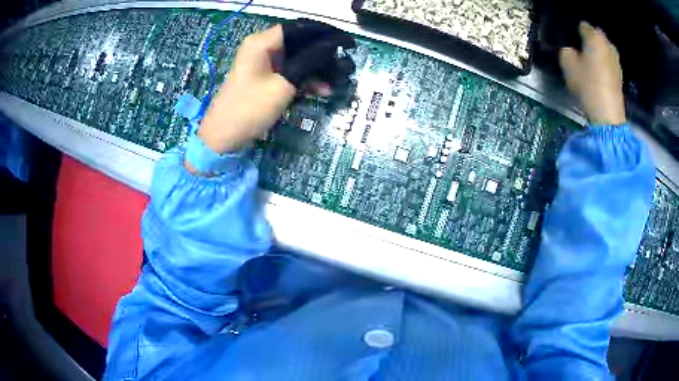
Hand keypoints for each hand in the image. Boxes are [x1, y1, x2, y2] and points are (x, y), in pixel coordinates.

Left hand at [197, 22, 355, 154]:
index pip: (298, 28)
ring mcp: (263, 64)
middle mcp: (262, 48)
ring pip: (296, 59)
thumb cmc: (250, 108)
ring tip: (336, 82)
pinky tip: (321, 90)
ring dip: (315, 70)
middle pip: (298, 43)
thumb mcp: (283, 85)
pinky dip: (303, 80)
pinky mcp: (264, 78)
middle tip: (343, 65)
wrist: (223, 138)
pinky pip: (289, 72)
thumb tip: (332, 47)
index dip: (323, 34)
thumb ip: (308, 63)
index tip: (344, 44)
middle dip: (321, 55)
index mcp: (262, 42)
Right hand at [559, 22, 625, 125]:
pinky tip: (599, 73)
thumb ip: (566, 51)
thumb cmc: (588, 84)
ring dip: (598, 52)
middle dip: (589, 40)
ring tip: (590, 62)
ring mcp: (616, 59)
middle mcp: (607, 43)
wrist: (608, 113)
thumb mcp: (567, 65)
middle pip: (596, 36)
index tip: (571, 41)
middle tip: (580, 50)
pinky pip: (609, 62)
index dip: (576, 32)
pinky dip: (604, 64)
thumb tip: (570, 49)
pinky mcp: (620, 74)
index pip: (583, 26)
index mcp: (594, 36)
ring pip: (604, 49)